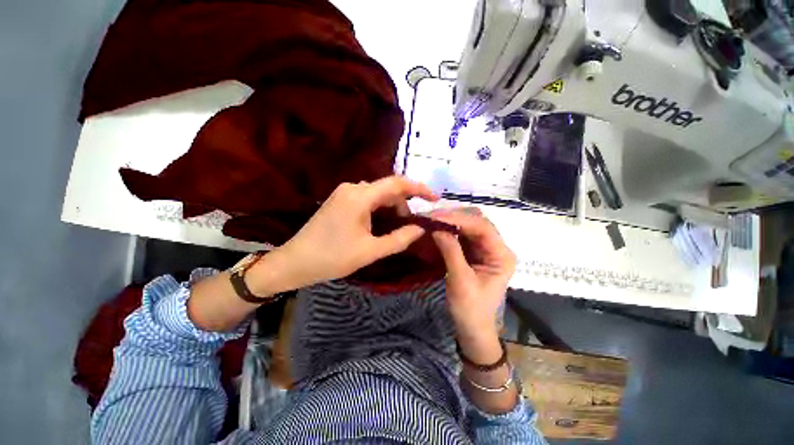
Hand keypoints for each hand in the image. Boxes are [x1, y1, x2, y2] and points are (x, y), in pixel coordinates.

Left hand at [264, 176, 438, 290]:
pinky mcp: (340, 200)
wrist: (295, 262)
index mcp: (360, 197)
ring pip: (378, 194)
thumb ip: (399, 239)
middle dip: (404, 204)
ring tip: (399, 226)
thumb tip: (421, 228)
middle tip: (413, 224)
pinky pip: (367, 198)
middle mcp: (352, 188)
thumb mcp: (370, 251)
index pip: (397, 184)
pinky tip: (382, 223)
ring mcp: (344, 193)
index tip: (434, 198)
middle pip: (388, 189)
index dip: (419, 189)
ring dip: (392, 207)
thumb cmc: (332, 258)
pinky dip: (380, 208)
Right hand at [430, 208, 515, 355]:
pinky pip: (462, 235)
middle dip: (454, 217)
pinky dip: (449, 230)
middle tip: (431, 217)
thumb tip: (436, 228)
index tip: (435, 217)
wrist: (472, 328)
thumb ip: (451, 251)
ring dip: (450, 221)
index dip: (458, 219)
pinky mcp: (474, 252)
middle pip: (477, 222)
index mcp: (501, 255)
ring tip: (431, 220)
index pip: (482, 227)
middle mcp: (496, 247)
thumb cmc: (470, 309)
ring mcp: (485, 249)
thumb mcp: (460, 281)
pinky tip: (437, 228)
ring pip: (469, 226)